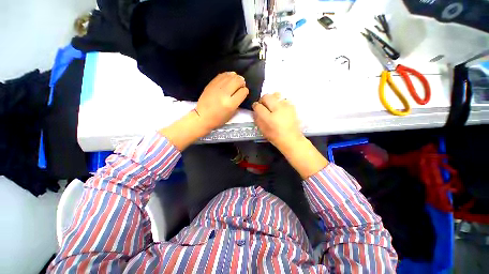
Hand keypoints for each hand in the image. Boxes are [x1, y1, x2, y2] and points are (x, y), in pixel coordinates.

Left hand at [195, 72, 248, 130]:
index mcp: (230, 104)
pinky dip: (228, 75)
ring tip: (235, 81)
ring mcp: (217, 87)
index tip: (243, 93)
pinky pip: (222, 75)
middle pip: (238, 81)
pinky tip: (229, 79)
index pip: (243, 91)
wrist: (202, 116)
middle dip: (242, 82)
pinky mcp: (211, 84)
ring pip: (231, 75)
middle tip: (241, 85)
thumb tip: (242, 91)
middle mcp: (224, 94)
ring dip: (236, 77)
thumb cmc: (219, 119)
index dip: (245, 91)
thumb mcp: (232, 114)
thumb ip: (238, 102)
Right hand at [253, 93, 328, 177]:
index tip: (255, 107)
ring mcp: (286, 106)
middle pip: (267, 96)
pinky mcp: (292, 106)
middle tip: (263, 105)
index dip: (255, 106)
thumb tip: (255, 110)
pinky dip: (279, 102)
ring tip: (272, 107)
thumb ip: (257, 118)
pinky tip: (280, 109)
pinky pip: (283, 99)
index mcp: (269, 117)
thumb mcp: (263, 129)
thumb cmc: (275, 136)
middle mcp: (278, 109)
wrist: (291, 139)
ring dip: (272, 100)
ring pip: (276, 95)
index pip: (258, 106)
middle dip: (262, 100)